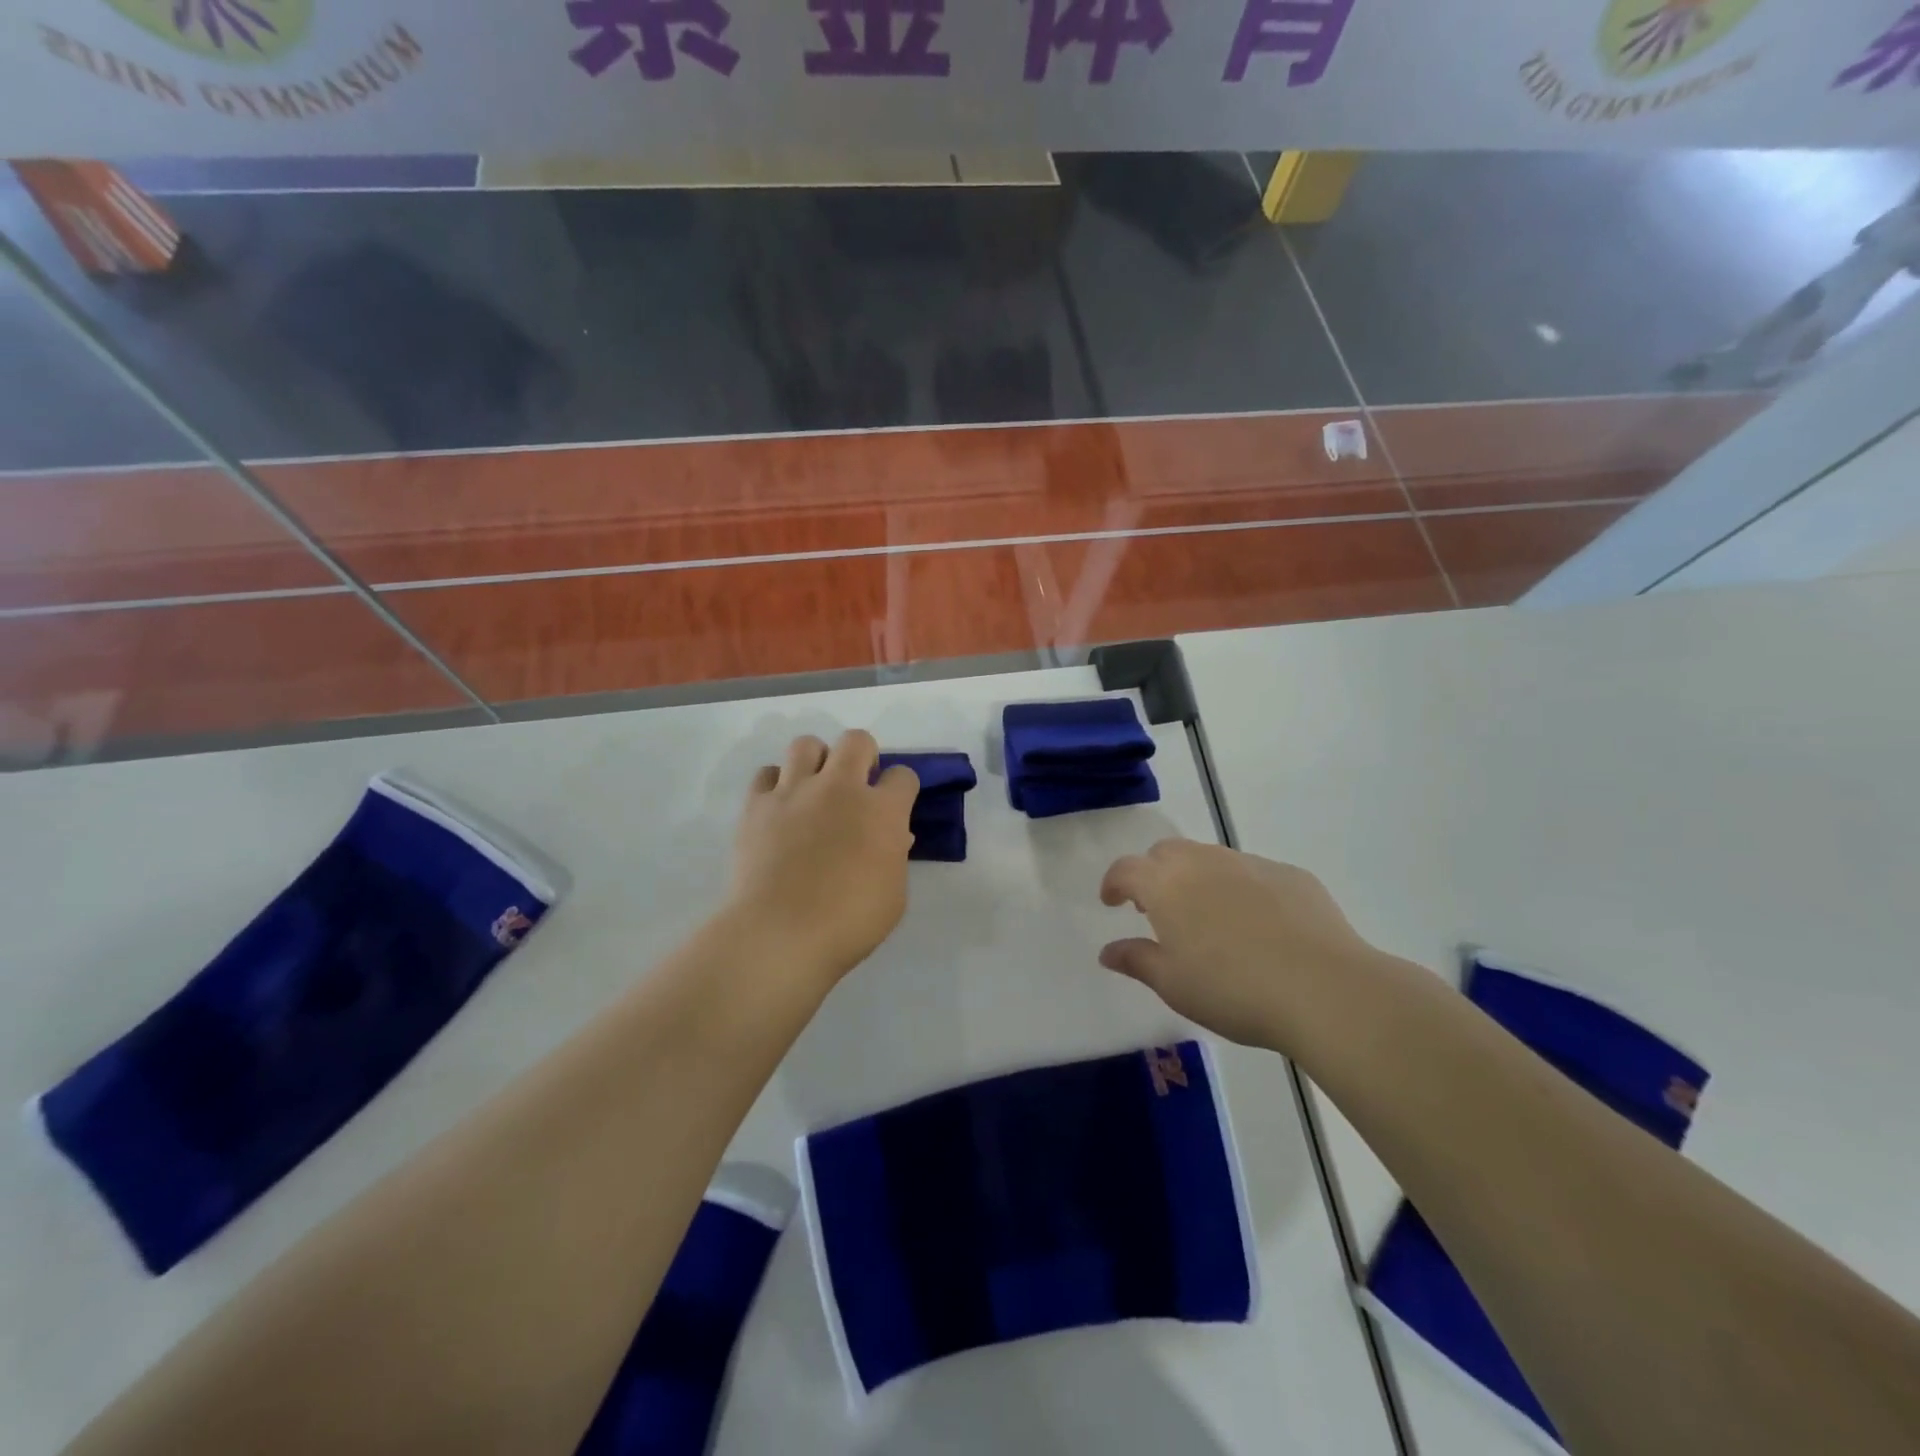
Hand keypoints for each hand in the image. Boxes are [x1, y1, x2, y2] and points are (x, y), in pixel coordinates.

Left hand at [727, 730, 918, 986]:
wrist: (780, 933)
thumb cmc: (848, 922)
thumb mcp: (893, 896)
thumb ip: (894, 858)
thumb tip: (891, 838)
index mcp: (881, 811)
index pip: (903, 775)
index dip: (902, 789)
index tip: (896, 807)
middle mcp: (840, 788)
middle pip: (857, 740)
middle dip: (863, 756)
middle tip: (857, 786)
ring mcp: (794, 792)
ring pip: (807, 744)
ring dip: (816, 761)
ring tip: (814, 789)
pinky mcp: (757, 805)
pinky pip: (767, 774)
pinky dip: (776, 784)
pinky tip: (780, 808)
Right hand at [1098, 839, 1382, 1050]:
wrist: (1324, 989)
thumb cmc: (1233, 990)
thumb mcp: (1174, 985)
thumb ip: (1136, 961)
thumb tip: (1109, 951)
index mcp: (1166, 885)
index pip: (1126, 869)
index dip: (1114, 883)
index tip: (1112, 902)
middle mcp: (1204, 862)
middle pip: (1167, 852)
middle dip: (1155, 873)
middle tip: (1158, 909)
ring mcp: (1250, 864)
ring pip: (1211, 858)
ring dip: (1198, 878)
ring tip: (1209, 918)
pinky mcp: (1291, 875)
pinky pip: (1253, 873)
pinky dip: (1241, 889)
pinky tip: (1259, 926)